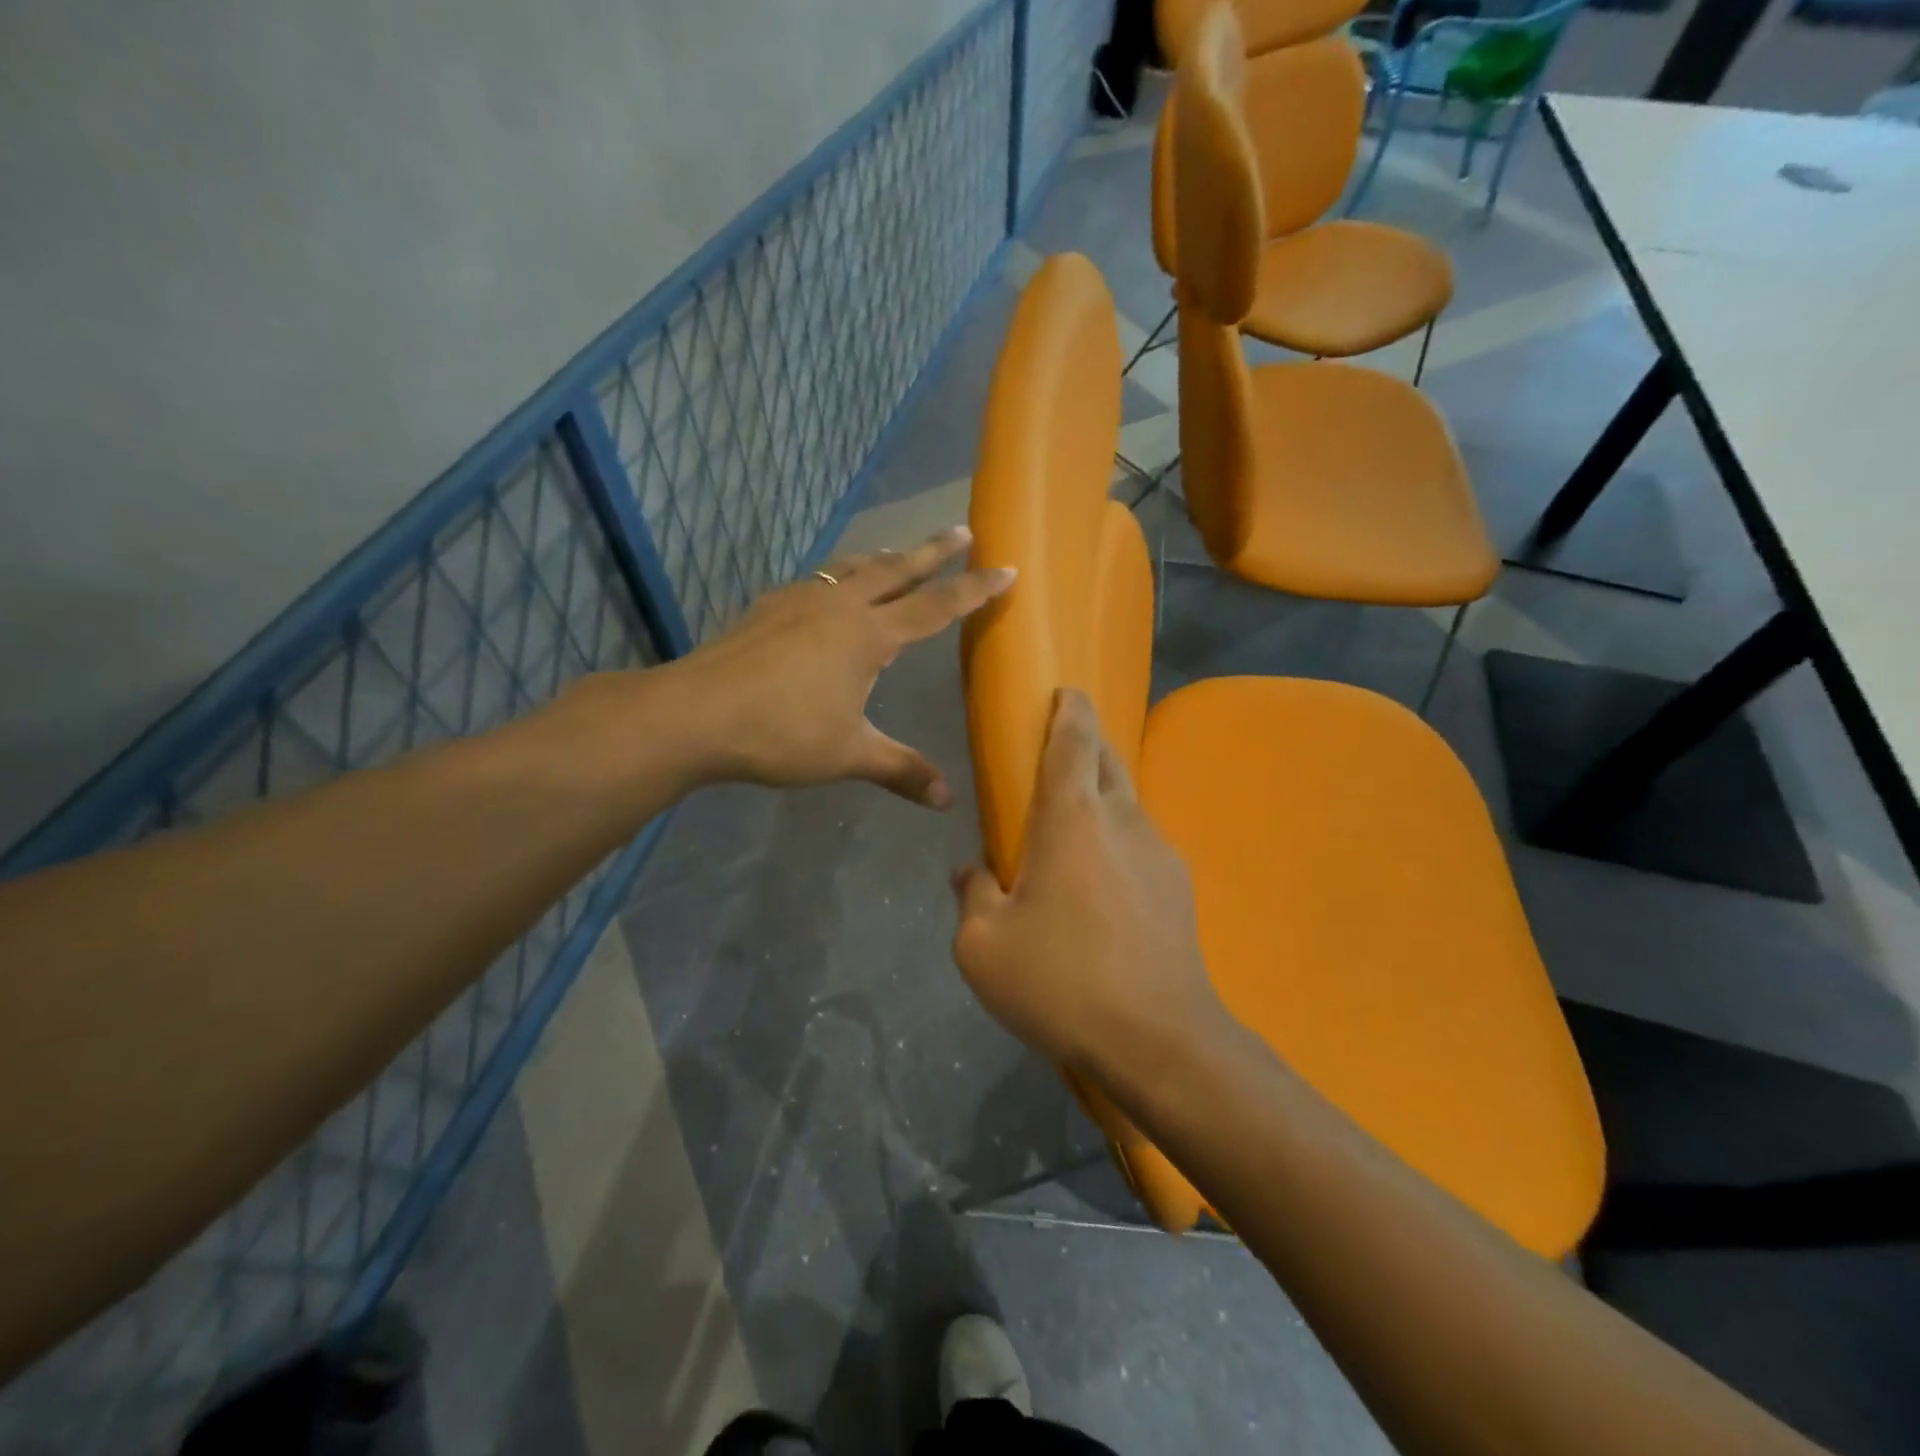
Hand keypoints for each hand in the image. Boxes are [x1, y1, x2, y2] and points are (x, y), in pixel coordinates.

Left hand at [667, 527, 1014, 806]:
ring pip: (852, 569)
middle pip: (896, 569)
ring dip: (882, 559)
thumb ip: (900, 770)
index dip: (974, 589)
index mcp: (868, 636)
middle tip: (961, 529)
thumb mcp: (848, 754)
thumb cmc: (781, 733)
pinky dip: (840, 579)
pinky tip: (829, 595)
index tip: (1006, 568)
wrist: (695, 713)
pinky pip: (818, 582)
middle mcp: (839, 607)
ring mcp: (799, 601)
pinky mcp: (767, 608)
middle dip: (933, 550)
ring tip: (896, 555)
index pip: (936, 606)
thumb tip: (947, 800)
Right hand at [951, 689, 1226, 1076]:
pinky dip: (1118, 839)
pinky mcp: (1178, 887)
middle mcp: (1122, 820)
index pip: (1074, 740)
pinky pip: (1141, 843)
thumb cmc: (1060, 981)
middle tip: (1058, 750)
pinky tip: (1101, 880)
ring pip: (1128, 801)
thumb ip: (972, 895)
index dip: (1069, 709)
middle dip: (1086, 741)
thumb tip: (972, 871)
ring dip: (1102, 794)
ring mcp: (1159, 852)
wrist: (1158, 1040)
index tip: (1064, 690)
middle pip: (1107, 759)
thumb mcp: (983, 946)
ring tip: (1074, 822)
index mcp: (1072, 818)